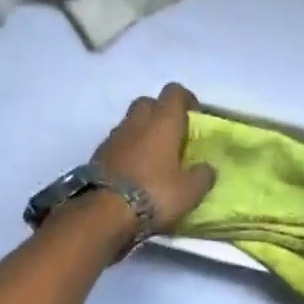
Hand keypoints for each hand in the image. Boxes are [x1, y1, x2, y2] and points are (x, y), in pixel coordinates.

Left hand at [91, 83, 216, 232]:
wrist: (103, 212)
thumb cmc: (154, 194)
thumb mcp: (189, 191)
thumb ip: (202, 175)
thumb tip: (206, 168)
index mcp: (163, 121)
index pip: (175, 91)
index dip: (187, 101)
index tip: (195, 118)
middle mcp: (137, 120)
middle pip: (149, 103)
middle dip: (161, 114)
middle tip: (173, 137)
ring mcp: (114, 136)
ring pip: (131, 122)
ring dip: (142, 132)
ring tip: (154, 158)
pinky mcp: (97, 154)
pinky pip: (118, 142)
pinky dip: (127, 150)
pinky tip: (134, 172)